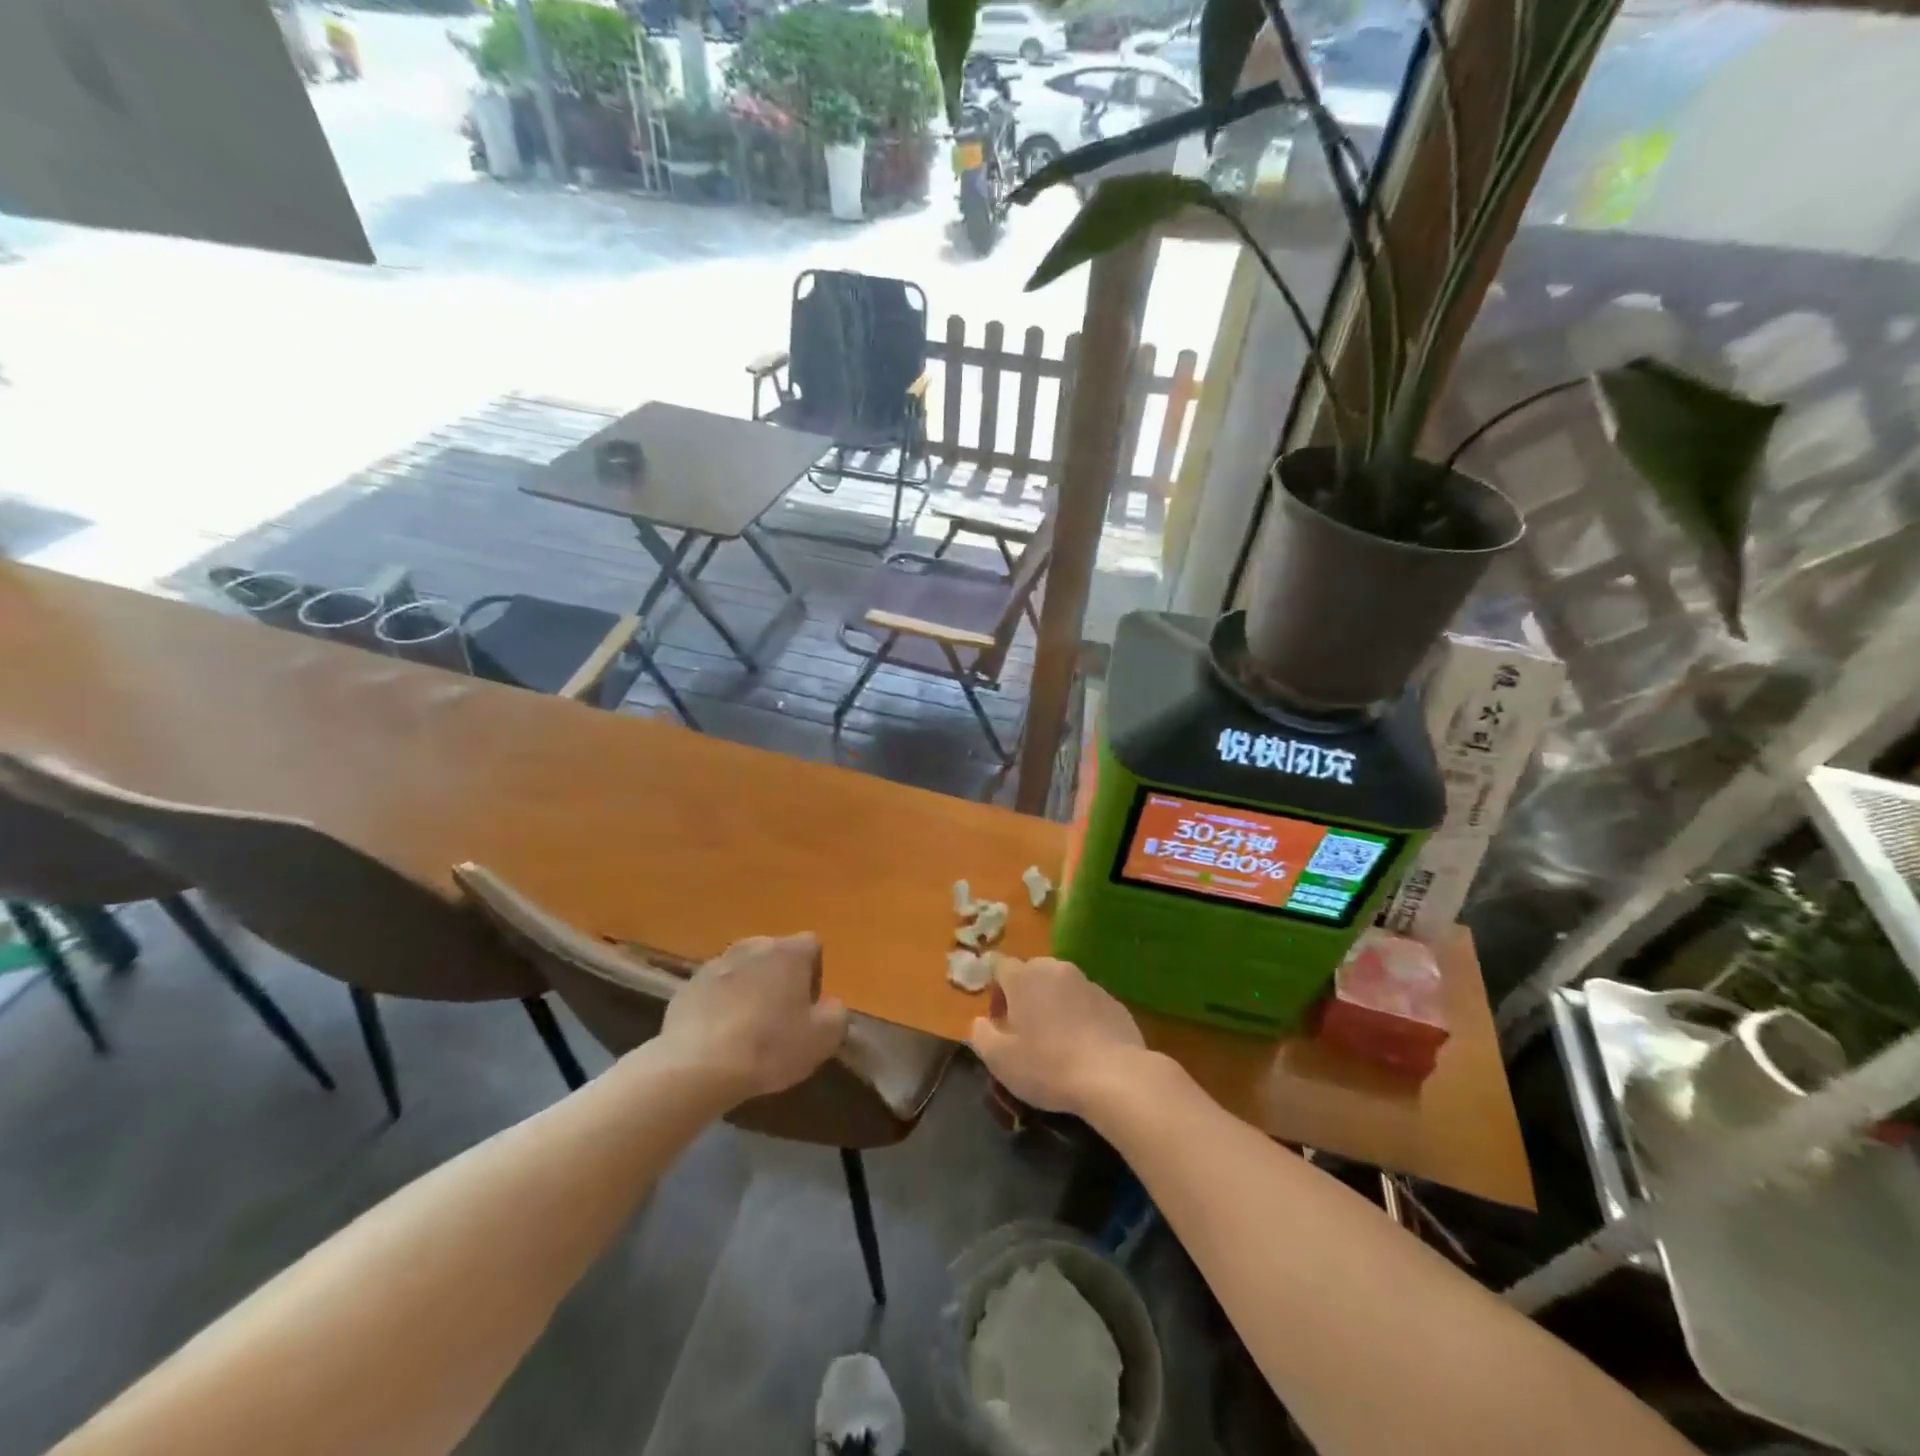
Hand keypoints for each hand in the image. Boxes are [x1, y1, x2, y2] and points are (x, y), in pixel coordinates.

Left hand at [660, 934, 847, 1101]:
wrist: (696, 1067)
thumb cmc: (769, 1047)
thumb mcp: (823, 1038)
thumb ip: (837, 1013)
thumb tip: (830, 1005)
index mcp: (789, 952)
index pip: (812, 946)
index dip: (814, 975)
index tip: (808, 1007)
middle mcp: (753, 946)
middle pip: (775, 955)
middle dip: (780, 979)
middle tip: (779, 1018)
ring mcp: (716, 963)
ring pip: (742, 971)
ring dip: (748, 990)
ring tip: (745, 1030)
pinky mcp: (687, 986)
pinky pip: (714, 990)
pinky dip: (719, 1005)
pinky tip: (717, 1037)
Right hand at [969, 957, 1148, 1115]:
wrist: (1114, 1076)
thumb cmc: (1048, 1066)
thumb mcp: (1000, 1060)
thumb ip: (981, 1035)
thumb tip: (980, 1022)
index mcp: (1024, 977)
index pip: (999, 966)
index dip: (995, 992)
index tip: (999, 1022)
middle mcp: (1056, 969)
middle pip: (1032, 972)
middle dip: (1024, 996)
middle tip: (1025, 1032)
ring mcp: (1088, 982)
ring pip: (1061, 986)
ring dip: (1053, 1005)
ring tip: (1056, 1041)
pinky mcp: (1113, 1001)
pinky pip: (1087, 1002)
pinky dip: (1080, 1016)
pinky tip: (1083, 1048)